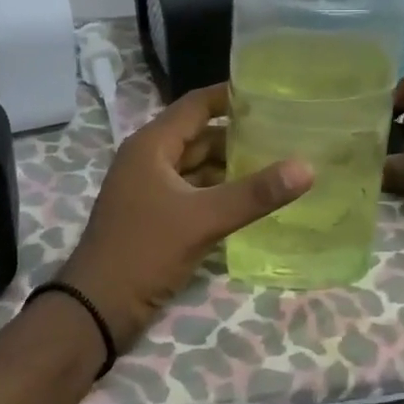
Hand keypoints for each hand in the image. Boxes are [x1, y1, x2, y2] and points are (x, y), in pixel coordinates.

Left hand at [64, 84, 311, 345]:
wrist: (96, 308)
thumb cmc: (144, 251)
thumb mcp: (203, 220)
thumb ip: (254, 194)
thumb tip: (307, 167)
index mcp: (152, 145)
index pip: (196, 105)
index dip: (231, 96)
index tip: (272, 95)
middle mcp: (149, 159)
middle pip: (200, 135)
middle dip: (239, 136)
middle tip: (286, 135)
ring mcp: (150, 189)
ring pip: (197, 166)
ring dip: (230, 166)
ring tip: (277, 165)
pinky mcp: (155, 216)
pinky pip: (193, 192)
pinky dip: (219, 192)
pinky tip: (250, 200)